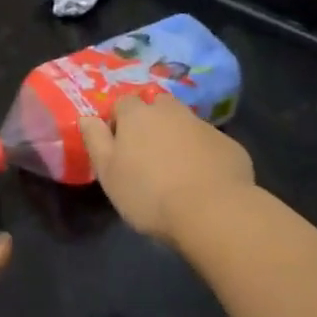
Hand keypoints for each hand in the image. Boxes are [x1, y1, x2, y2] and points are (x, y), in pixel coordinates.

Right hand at [79, 94, 253, 244]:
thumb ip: (95, 140)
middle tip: (148, 154)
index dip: (118, 122)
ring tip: (176, 170)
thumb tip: (86, 117)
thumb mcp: (108, 173)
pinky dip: (204, 156)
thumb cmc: (149, 194)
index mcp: (138, 115)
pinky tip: (203, 182)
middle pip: (157, 106)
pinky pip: (209, 145)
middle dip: (151, 122)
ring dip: (178, 138)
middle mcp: (171, 111)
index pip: (123, 104)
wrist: (213, 212)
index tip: (118, 147)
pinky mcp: (229, 145)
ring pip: (185, 124)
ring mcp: (204, 126)